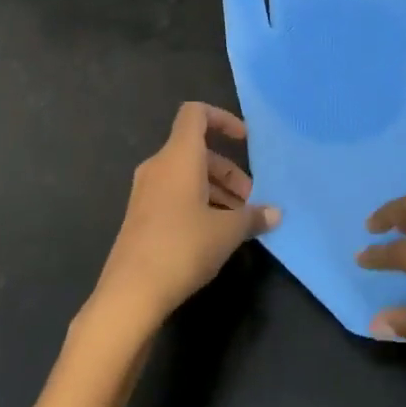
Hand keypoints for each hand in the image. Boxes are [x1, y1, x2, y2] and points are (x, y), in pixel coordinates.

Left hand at [86, 103, 277, 340]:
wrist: (131, 292)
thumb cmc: (183, 247)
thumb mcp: (227, 232)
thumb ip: (252, 216)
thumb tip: (275, 213)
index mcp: (178, 157)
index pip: (195, 114)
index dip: (222, 119)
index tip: (244, 140)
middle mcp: (159, 166)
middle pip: (196, 150)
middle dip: (227, 169)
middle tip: (250, 198)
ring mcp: (145, 191)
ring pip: (186, 175)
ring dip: (215, 189)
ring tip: (238, 220)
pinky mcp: (140, 215)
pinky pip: (174, 194)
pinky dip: (197, 202)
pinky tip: (215, 233)